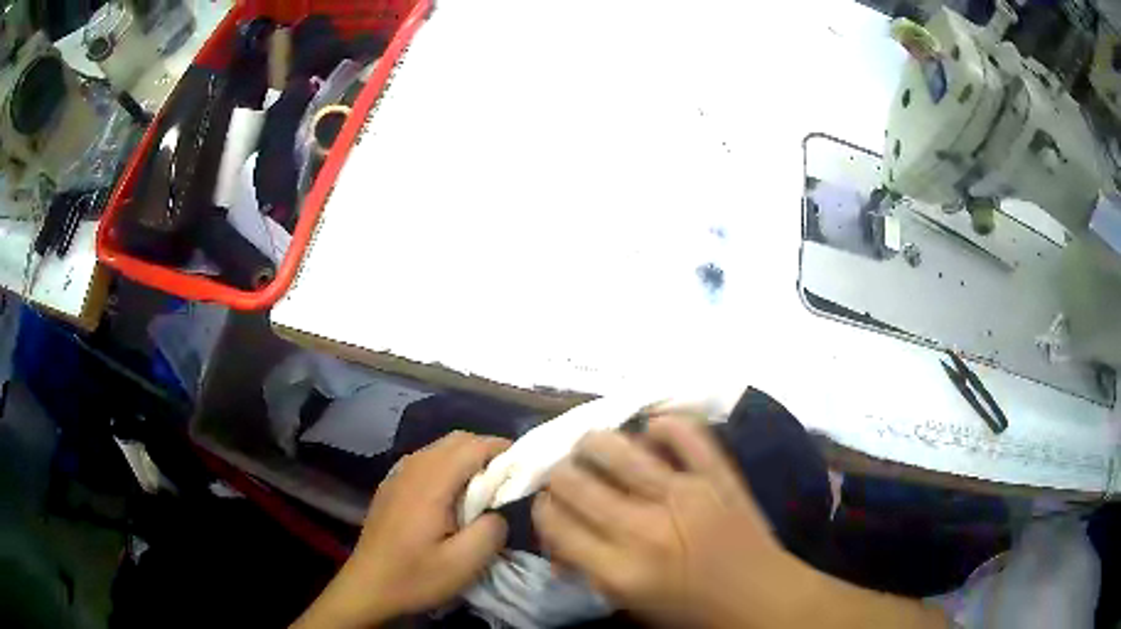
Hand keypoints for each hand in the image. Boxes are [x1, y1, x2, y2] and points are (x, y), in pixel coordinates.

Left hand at [294, 432, 509, 628]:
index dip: (502, 449)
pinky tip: (453, 495)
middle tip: (508, 478)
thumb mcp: (463, 564)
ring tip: (485, 488)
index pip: (472, 446)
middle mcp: (412, 468)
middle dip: (487, 450)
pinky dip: (448, 466)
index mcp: (430, 483)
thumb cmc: (415, 576)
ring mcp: (398, 474)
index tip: (525, 466)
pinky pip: (426, 461)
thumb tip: (498, 511)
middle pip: (456, 440)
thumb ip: (491, 531)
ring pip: (440, 448)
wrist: (368, 587)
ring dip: (467, 458)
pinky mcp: (391, 485)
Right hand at [532, 415, 816, 627]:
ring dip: (594, 444)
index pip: (553, 520)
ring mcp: (684, 494)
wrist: (762, 598)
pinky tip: (652, 432)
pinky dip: (663, 425)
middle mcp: (643, 528)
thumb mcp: (628, 603)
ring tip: (594, 449)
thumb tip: (560, 537)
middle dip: (558, 476)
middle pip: (572, 481)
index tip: (550, 507)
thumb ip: (588, 567)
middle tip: (567, 478)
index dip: (542, 509)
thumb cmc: (692, 611)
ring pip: (616, 447)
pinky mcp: (717, 474)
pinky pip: (685, 432)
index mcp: (619, 570)